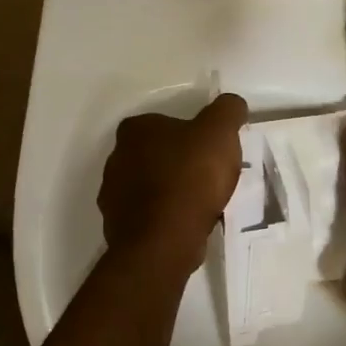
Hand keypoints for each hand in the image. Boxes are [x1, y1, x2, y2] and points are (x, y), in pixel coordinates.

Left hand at [99, 93, 248, 265]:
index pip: (163, 122)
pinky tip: (188, 224)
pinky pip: (148, 215)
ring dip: (172, 191)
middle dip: (180, 162)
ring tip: (203, 203)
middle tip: (210, 175)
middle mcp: (116, 158)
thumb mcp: (220, 131)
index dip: (190, 133)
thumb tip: (232, 104)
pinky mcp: (118, 227)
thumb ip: (228, 110)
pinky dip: (166, 217)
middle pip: (156, 154)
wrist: (165, 241)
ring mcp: (113, 195)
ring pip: (151, 186)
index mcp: (135, 130)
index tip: (211, 149)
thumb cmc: (191, 177)